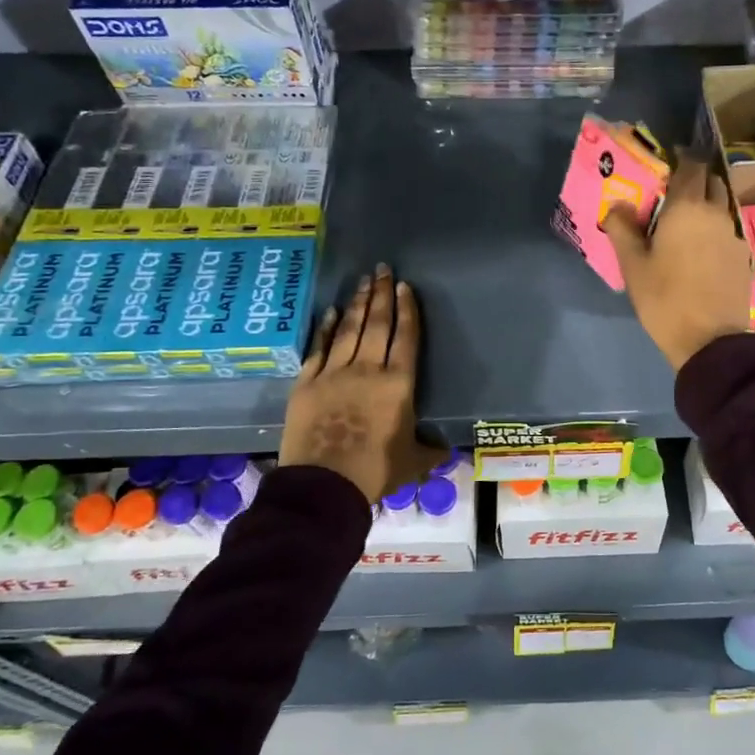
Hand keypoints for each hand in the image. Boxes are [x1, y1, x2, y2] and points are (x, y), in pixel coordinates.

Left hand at [279, 264, 443, 503]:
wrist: (324, 485)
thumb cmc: (375, 472)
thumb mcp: (413, 463)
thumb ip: (431, 452)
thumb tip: (448, 452)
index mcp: (398, 384)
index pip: (406, 338)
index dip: (407, 310)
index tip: (404, 286)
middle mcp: (367, 369)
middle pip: (377, 324)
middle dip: (381, 294)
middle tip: (382, 269)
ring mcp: (334, 373)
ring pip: (348, 329)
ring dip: (356, 303)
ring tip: (362, 281)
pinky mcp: (306, 383)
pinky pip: (318, 348)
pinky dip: (324, 328)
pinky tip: (329, 312)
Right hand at [603, 156, 753, 370]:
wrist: (710, 341)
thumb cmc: (665, 299)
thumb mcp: (633, 265)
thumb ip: (622, 229)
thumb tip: (617, 205)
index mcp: (688, 207)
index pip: (691, 165)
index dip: (680, 160)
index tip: (666, 165)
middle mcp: (716, 213)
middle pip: (712, 181)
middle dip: (695, 179)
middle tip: (673, 194)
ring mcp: (735, 235)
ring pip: (722, 206)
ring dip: (707, 205)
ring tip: (686, 222)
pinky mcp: (744, 257)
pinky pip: (729, 230)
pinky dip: (716, 229)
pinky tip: (702, 249)